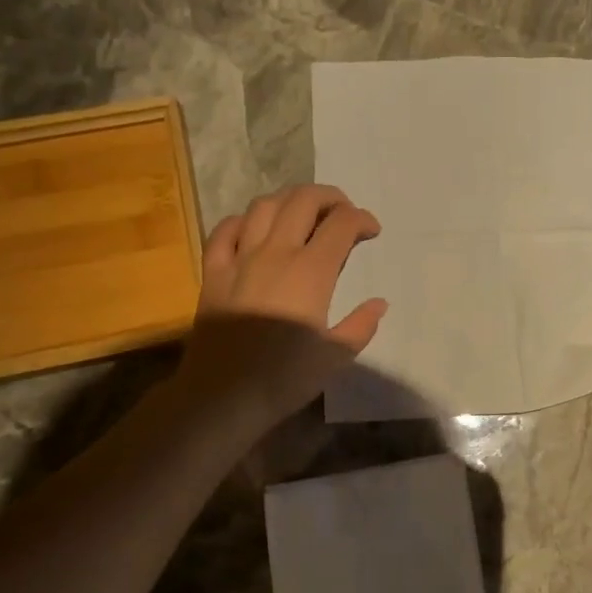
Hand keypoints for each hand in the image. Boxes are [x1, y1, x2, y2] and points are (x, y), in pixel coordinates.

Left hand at [175, 186, 386, 426]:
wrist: (223, 395)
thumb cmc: (285, 378)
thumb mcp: (336, 356)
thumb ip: (361, 325)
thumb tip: (379, 303)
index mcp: (311, 272)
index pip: (341, 224)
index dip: (361, 219)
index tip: (371, 231)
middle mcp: (276, 253)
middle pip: (303, 200)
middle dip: (330, 197)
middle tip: (343, 213)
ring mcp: (239, 258)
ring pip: (264, 206)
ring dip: (289, 201)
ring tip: (303, 214)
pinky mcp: (212, 272)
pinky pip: (224, 230)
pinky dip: (244, 220)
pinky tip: (254, 230)